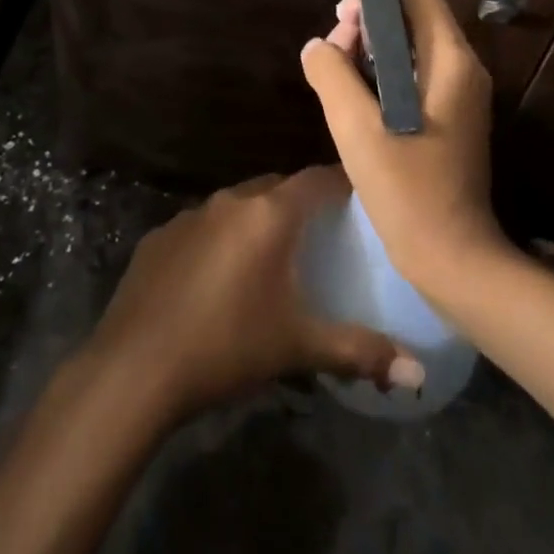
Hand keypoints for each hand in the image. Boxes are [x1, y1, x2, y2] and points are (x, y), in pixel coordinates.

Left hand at [86, 168, 419, 421]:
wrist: (135, 368)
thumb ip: (360, 352)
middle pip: (277, 188)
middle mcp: (231, 202)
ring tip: (270, 256)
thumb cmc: (228, 346)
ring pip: (237, 206)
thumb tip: (418, 374)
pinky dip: (218, 240)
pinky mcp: (159, 237)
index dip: (343, 183)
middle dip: (300, 203)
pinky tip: (216, 279)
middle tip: (320, 232)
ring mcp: (190, 216)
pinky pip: (201, 227)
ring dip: (256, 221)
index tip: (362, 196)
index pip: (318, 179)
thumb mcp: (298, 348)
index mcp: (270, 215)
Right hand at [298, 0, 509, 301]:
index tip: (342, 22)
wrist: (452, 257)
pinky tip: (355, 103)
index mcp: (451, 60)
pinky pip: (414, 76)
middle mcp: (463, 68)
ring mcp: (459, 95)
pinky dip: (383, 77)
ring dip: (371, 53)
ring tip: (337, 80)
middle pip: (412, 16)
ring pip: (411, 48)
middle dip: (367, 26)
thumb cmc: (407, 190)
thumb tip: (318, 46)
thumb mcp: (357, 128)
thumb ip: (332, 75)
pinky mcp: (450, 118)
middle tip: (332, 57)